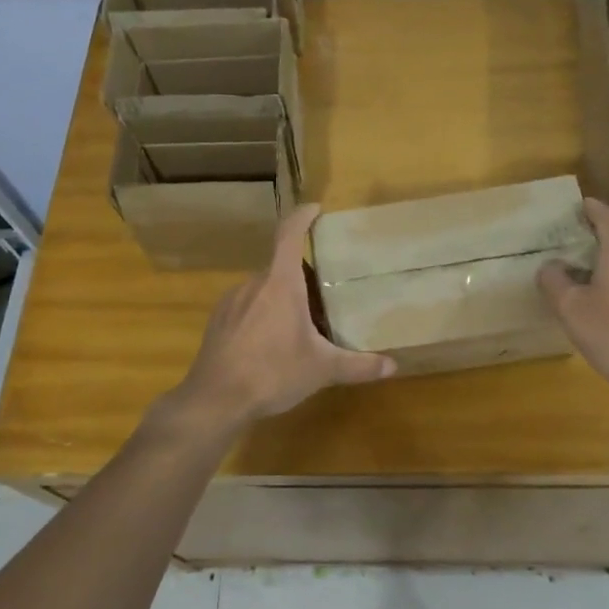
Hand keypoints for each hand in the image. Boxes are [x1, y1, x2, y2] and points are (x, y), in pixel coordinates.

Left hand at [173, 204, 394, 426]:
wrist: (215, 399)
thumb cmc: (272, 373)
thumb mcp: (321, 370)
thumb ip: (358, 365)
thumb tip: (393, 366)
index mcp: (281, 283)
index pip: (290, 235)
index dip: (302, 216)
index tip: (316, 209)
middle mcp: (254, 283)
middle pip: (281, 266)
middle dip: (303, 276)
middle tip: (323, 295)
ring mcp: (231, 301)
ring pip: (263, 288)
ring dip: (282, 296)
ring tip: (300, 323)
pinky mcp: (217, 320)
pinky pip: (246, 305)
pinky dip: (262, 313)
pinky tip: (270, 342)